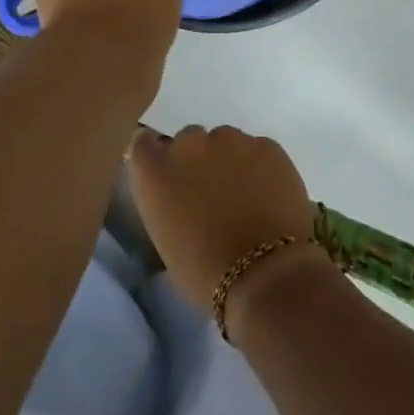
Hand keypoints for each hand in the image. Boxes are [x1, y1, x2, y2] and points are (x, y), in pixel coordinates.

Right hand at [126, 124, 331, 328]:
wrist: (266, 274)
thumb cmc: (205, 274)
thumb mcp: (166, 241)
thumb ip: (167, 204)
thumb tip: (181, 199)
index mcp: (154, 170)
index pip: (143, 144)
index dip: (158, 158)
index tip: (169, 176)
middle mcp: (188, 144)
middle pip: (188, 140)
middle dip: (197, 162)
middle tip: (212, 195)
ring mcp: (230, 139)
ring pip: (226, 143)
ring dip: (230, 163)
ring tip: (247, 198)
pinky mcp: (267, 144)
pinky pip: (258, 151)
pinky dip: (261, 167)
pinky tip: (270, 197)